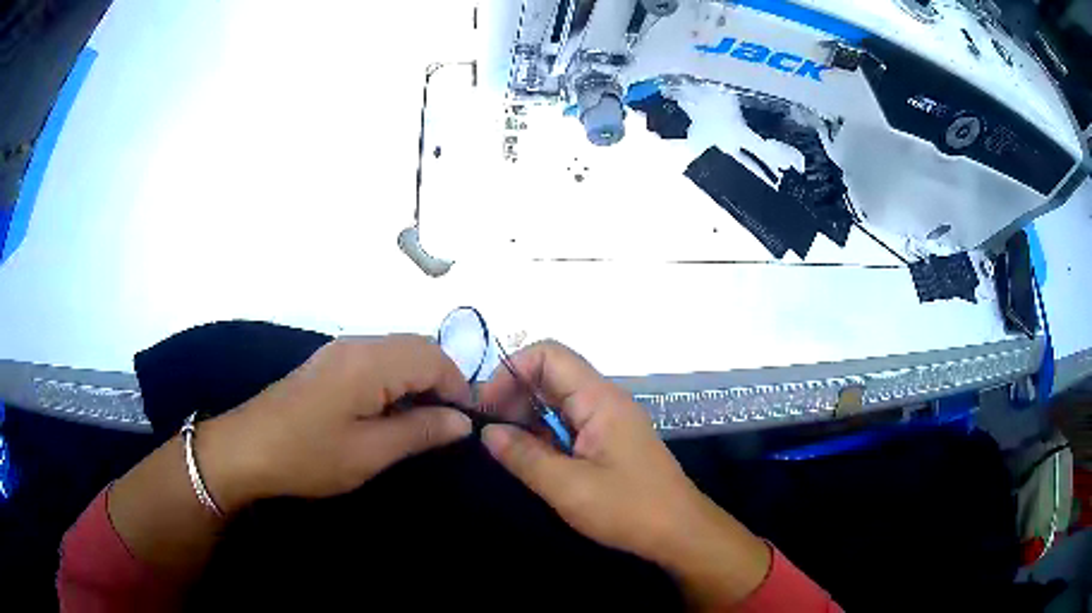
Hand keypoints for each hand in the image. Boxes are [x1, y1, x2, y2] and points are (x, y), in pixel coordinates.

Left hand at [199, 335, 473, 511]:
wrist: (247, 448)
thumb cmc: (308, 455)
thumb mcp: (369, 452)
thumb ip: (419, 431)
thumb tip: (462, 421)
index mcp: (370, 361)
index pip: (434, 358)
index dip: (458, 388)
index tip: (464, 426)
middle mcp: (358, 344)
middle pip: (418, 346)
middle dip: (442, 381)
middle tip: (445, 425)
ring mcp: (341, 350)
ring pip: (398, 351)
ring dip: (419, 380)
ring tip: (422, 422)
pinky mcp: (330, 362)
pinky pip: (378, 359)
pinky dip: (396, 380)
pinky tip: (390, 412)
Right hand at [479, 341, 770, 607]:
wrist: (679, 532)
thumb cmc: (627, 508)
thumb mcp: (568, 486)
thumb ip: (523, 456)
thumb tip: (488, 431)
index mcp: (599, 398)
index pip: (548, 355)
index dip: (511, 371)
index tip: (487, 409)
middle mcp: (604, 400)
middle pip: (550, 374)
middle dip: (514, 395)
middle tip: (491, 432)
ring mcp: (608, 420)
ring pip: (557, 400)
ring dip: (527, 416)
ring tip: (504, 447)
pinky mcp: (609, 440)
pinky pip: (569, 422)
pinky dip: (544, 433)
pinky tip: (530, 457)